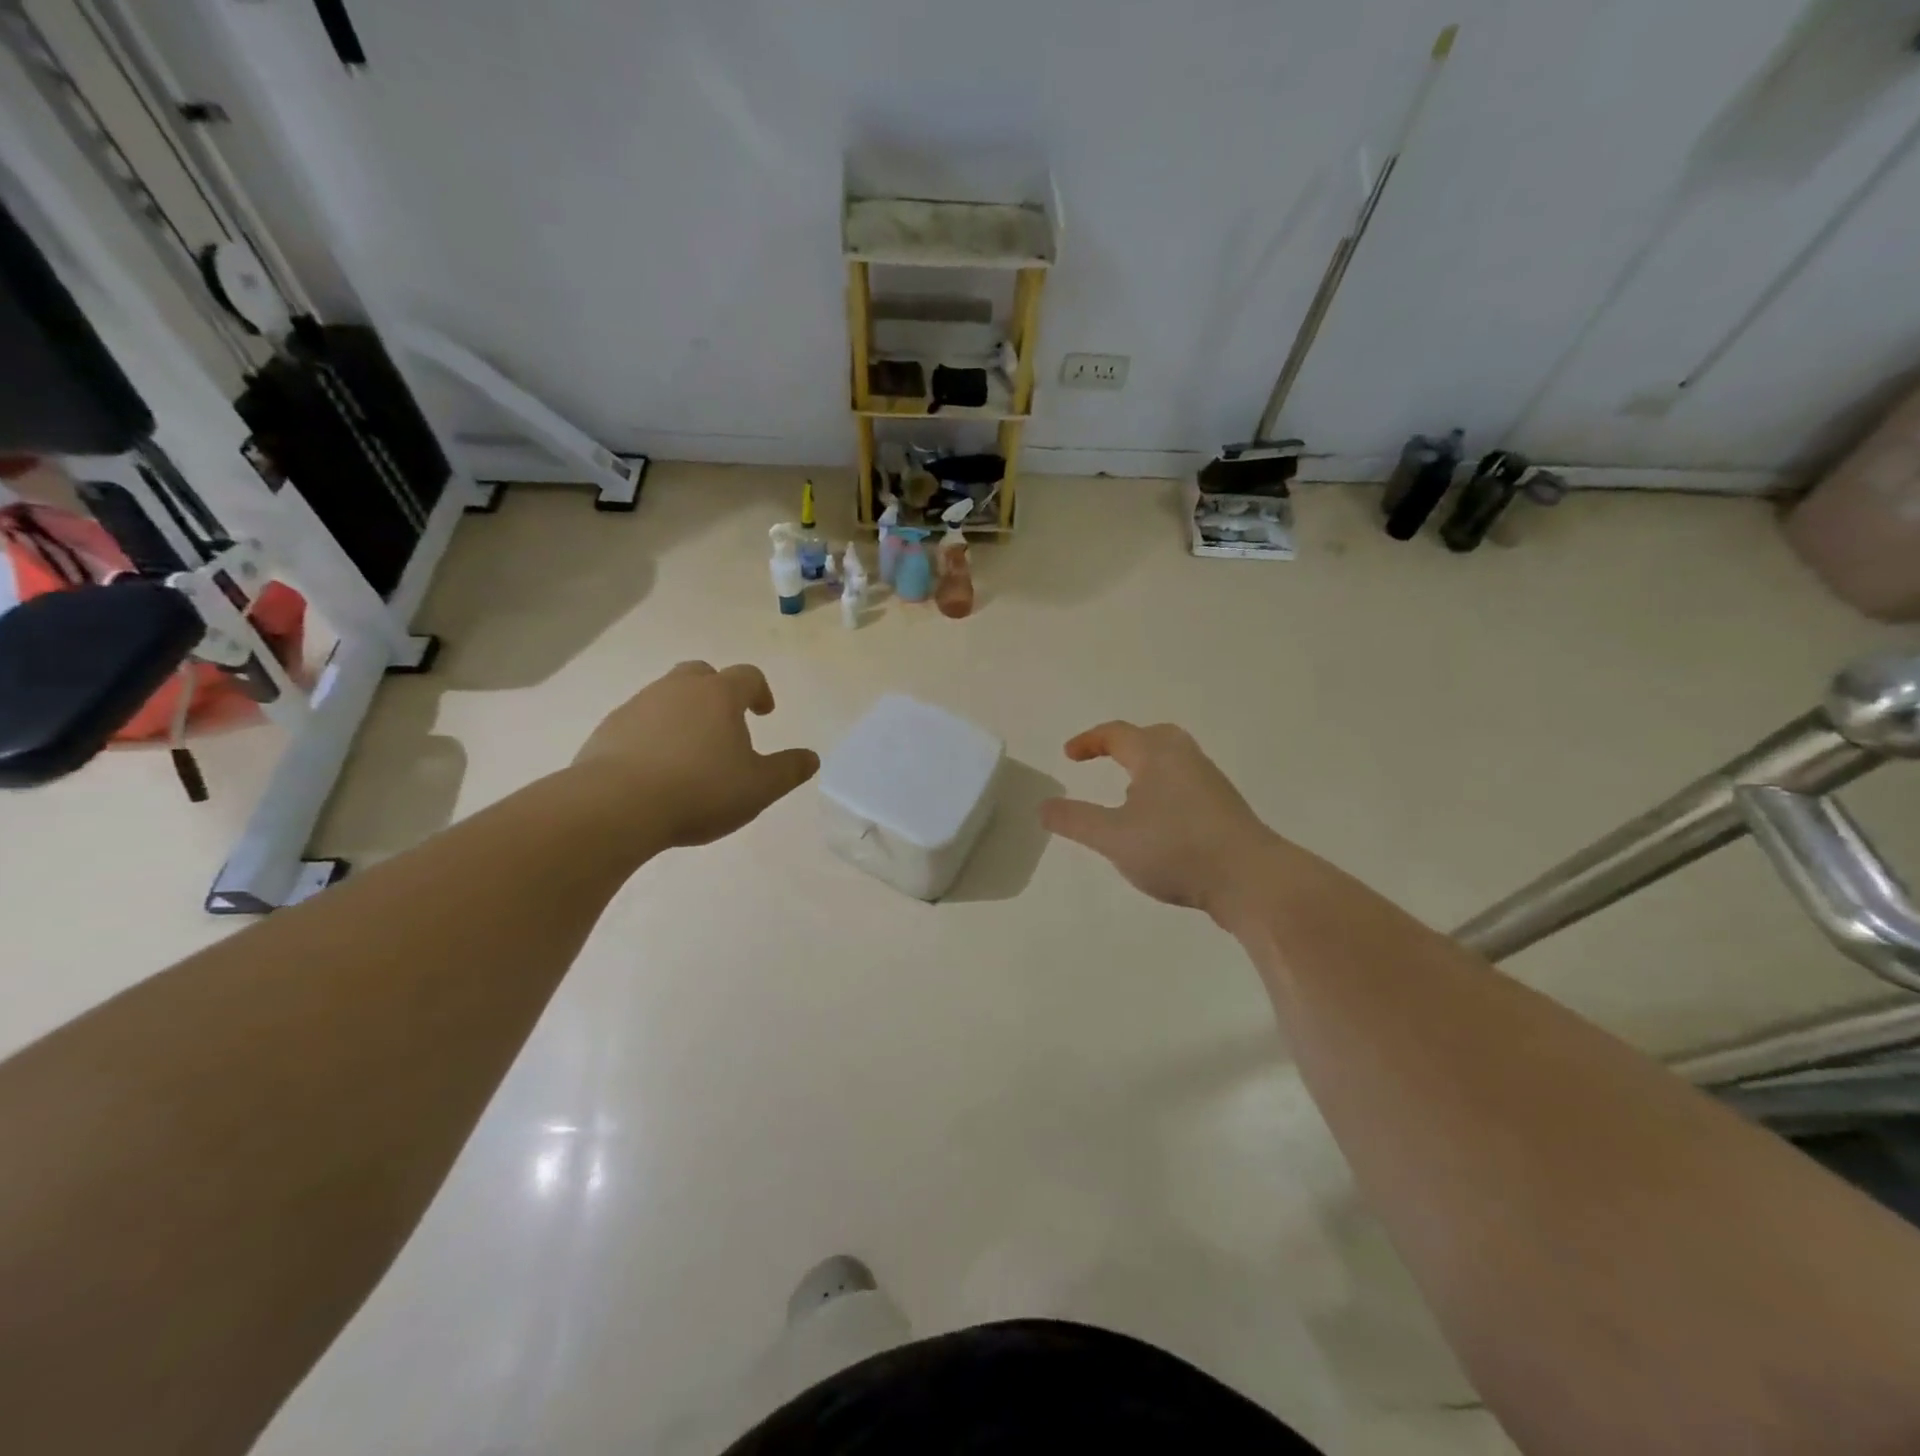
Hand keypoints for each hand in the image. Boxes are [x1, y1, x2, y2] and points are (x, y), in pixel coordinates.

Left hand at [572, 661, 818, 847]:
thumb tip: (812, 758)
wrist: (615, 806)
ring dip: (683, 714)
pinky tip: (656, 768)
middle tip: (725, 722)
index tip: (764, 713)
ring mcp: (638, 705)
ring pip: (667, 696)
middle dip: (717, 692)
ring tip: (691, 751)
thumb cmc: (700, 790)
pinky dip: (653, 735)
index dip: (760, 691)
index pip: (747, 676)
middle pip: (702, 674)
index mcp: (719, 695)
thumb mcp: (759, 787)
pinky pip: (639, 722)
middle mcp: (678, 689)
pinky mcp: (608, 729)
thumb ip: (789, 770)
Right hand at [1041, 721, 1280, 915]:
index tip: (1069, 756)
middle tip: (1104, 761)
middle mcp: (1185, 758)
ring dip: (1145, 770)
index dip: (1089, 742)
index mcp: (1157, 754)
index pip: (1116, 734)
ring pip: (1171, 762)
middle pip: (1151, 738)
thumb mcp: (1113, 837)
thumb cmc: (1176, 848)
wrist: (1252, 879)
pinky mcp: (1225, 808)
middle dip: (1123, 746)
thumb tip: (1043, 806)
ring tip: (1127, 796)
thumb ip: (1075, 820)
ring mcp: (1210, 782)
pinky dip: (1163, 790)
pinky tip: (1159, 824)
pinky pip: (1185, 785)